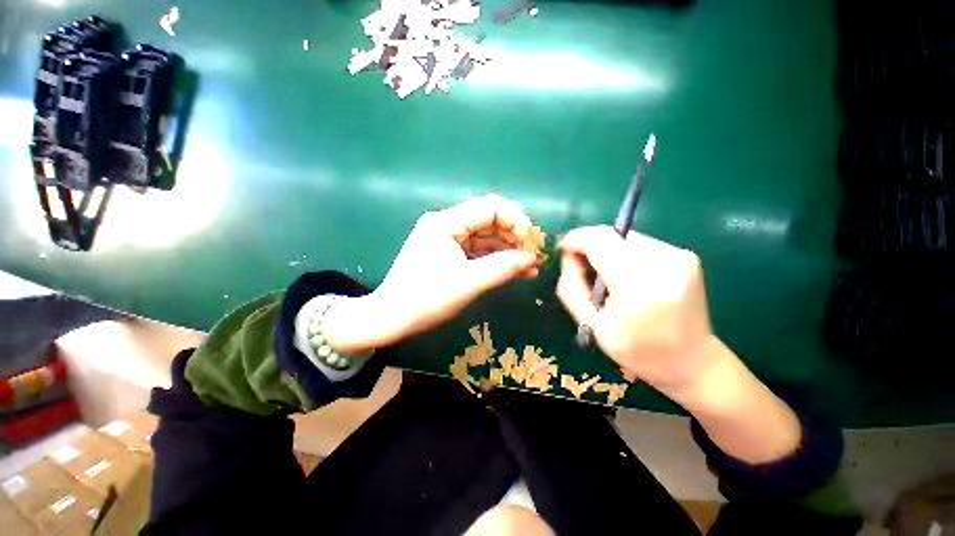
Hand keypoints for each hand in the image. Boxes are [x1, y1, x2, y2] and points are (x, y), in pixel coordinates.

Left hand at [323, 195, 540, 353]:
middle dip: (515, 238)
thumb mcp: (468, 282)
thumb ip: (503, 267)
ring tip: (530, 268)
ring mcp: (447, 239)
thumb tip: (532, 258)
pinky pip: (477, 251)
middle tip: (535, 258)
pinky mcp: (448, 253)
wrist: (391, 318)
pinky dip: (495, 259)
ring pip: (486, 238)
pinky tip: (514, 271)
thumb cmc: (425, 299)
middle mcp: (447, 224)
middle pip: (490, 221)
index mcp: (446, 222)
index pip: (491, 207)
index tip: (532, 243)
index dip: (517, 221)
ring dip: (508, 251)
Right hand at [558, 226, 802, 463]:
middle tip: (579, 268)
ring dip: (607, 254)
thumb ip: (573, 287)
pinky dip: (624, 257)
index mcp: (639, 285)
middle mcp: (664, 263)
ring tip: (606, 281)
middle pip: (612, 236)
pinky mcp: (685, 259)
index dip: (575, 239)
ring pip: (626, 239)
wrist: (696, 367)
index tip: (563, 249)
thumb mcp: (594, 326)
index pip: (599, 241)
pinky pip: (641, 247)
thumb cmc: (640, 354)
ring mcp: (680, 258)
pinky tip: (626, 281)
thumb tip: (568, 259)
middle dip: (589, 247)